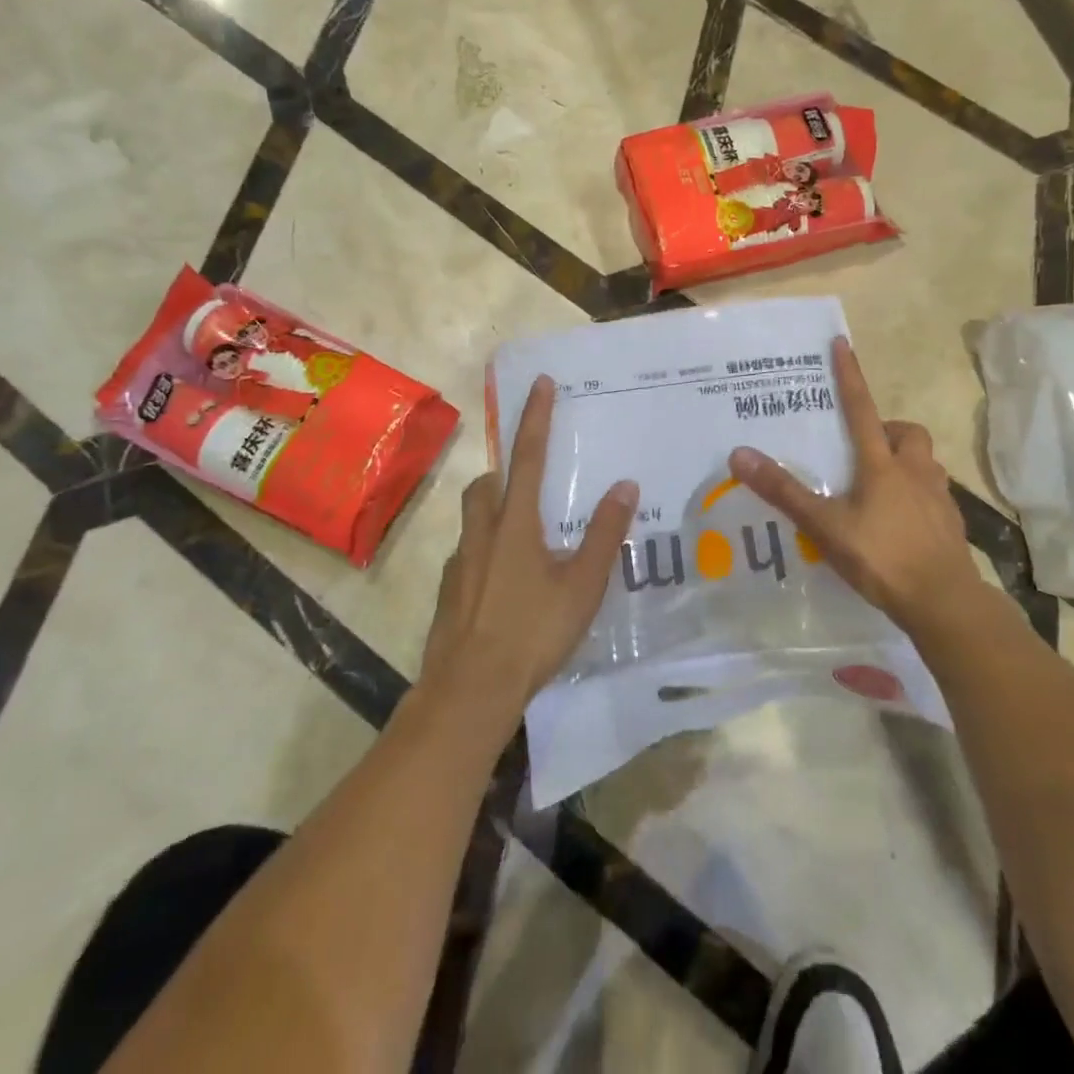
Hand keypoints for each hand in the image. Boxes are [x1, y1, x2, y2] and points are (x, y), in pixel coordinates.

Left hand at [420, 375, 639, 723]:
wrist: (470, 690)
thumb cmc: (533, 633)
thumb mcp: (582, 585)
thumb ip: (605, 534)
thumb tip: (624, 486)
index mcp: (515, 524)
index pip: (528, 457)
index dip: (535, 418)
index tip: (540, 383)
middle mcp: (482, 534)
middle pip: (487, 485)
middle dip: (505, 471)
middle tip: (530, 482)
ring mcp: (459, 563)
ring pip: (473, 519)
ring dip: (493, 510)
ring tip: (524, 536)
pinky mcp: (448, 592)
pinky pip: (467, 555)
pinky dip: (485, 552)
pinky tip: (504, 583)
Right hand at [729, 337, 991, 636]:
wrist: (944, 602)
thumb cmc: (881, 557)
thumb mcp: (825, 526)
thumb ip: (784, 492)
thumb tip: (740, 454)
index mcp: (882, 465)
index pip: (861, 409)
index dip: (850, 377)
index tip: (843, 344)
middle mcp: (914, 471)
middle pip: (907, 433)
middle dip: (887, 429)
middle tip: (864, 447)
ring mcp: (938, 497)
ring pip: (924, 461)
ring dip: (905, 460)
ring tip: (881, 484)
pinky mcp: (951, 522)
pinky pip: (934, 493)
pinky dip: (917, 493)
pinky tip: (901, 519)